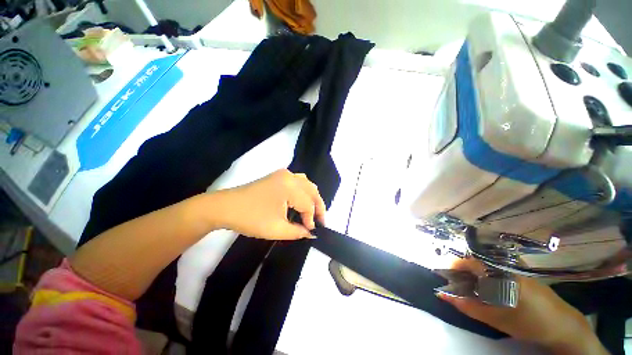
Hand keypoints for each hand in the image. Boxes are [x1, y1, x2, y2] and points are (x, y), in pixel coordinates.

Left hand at [216, 169, 325, 239]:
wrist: (225, 207)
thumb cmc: (251, 218)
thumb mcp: (276, 229)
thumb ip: (298, 232)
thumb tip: (311, 233)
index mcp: (290, 187)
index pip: (308, 204)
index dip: (311, 218)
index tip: (310, 231)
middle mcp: (289, 176)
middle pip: (312, 190)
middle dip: (318, 206)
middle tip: (320, 221)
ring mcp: (283, 174)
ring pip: (307, 184)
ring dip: (312, 197)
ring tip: (313, 211)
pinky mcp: (278, 176)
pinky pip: (298, 181)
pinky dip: (304, 191)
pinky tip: (302, 200)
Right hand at [438, 259, 606, 354]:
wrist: (564, 326)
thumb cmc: (529, 323)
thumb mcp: (496, 319)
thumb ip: (468, 306)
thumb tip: (442, 294)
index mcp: (500, 272)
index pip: (467, 261)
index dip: (453, 268)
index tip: (445, 277)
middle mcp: (506, 265)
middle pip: (475, 262)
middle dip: (463, 273)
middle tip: (458, 286)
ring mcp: (515, 267)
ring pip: (485, 266)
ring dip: (474, 276)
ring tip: (472, 290)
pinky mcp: (521, 272)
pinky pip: (496, 269)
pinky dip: (486, 277)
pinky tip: (490, 290)